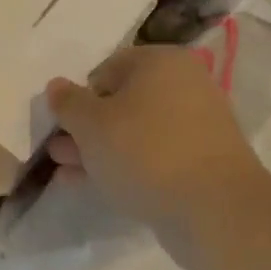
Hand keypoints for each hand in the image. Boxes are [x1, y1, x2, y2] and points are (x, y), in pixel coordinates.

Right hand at [46, 45, 270, 243]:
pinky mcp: (202, 161)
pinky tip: (99, 186)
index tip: (61, 124)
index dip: (80, 95)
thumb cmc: (146, 151)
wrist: (214, 208)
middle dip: (87, 127)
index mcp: (162, 62)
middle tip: (58, 152)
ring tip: (67, 172)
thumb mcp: (93, 125)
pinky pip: (155, 155)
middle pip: (123, 101)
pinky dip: (127, 165)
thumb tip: (57, 86)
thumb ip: (69, 103)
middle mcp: (184, 85)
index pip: (109, 68)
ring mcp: (197, 124)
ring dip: (101, 149)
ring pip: (137, 132)